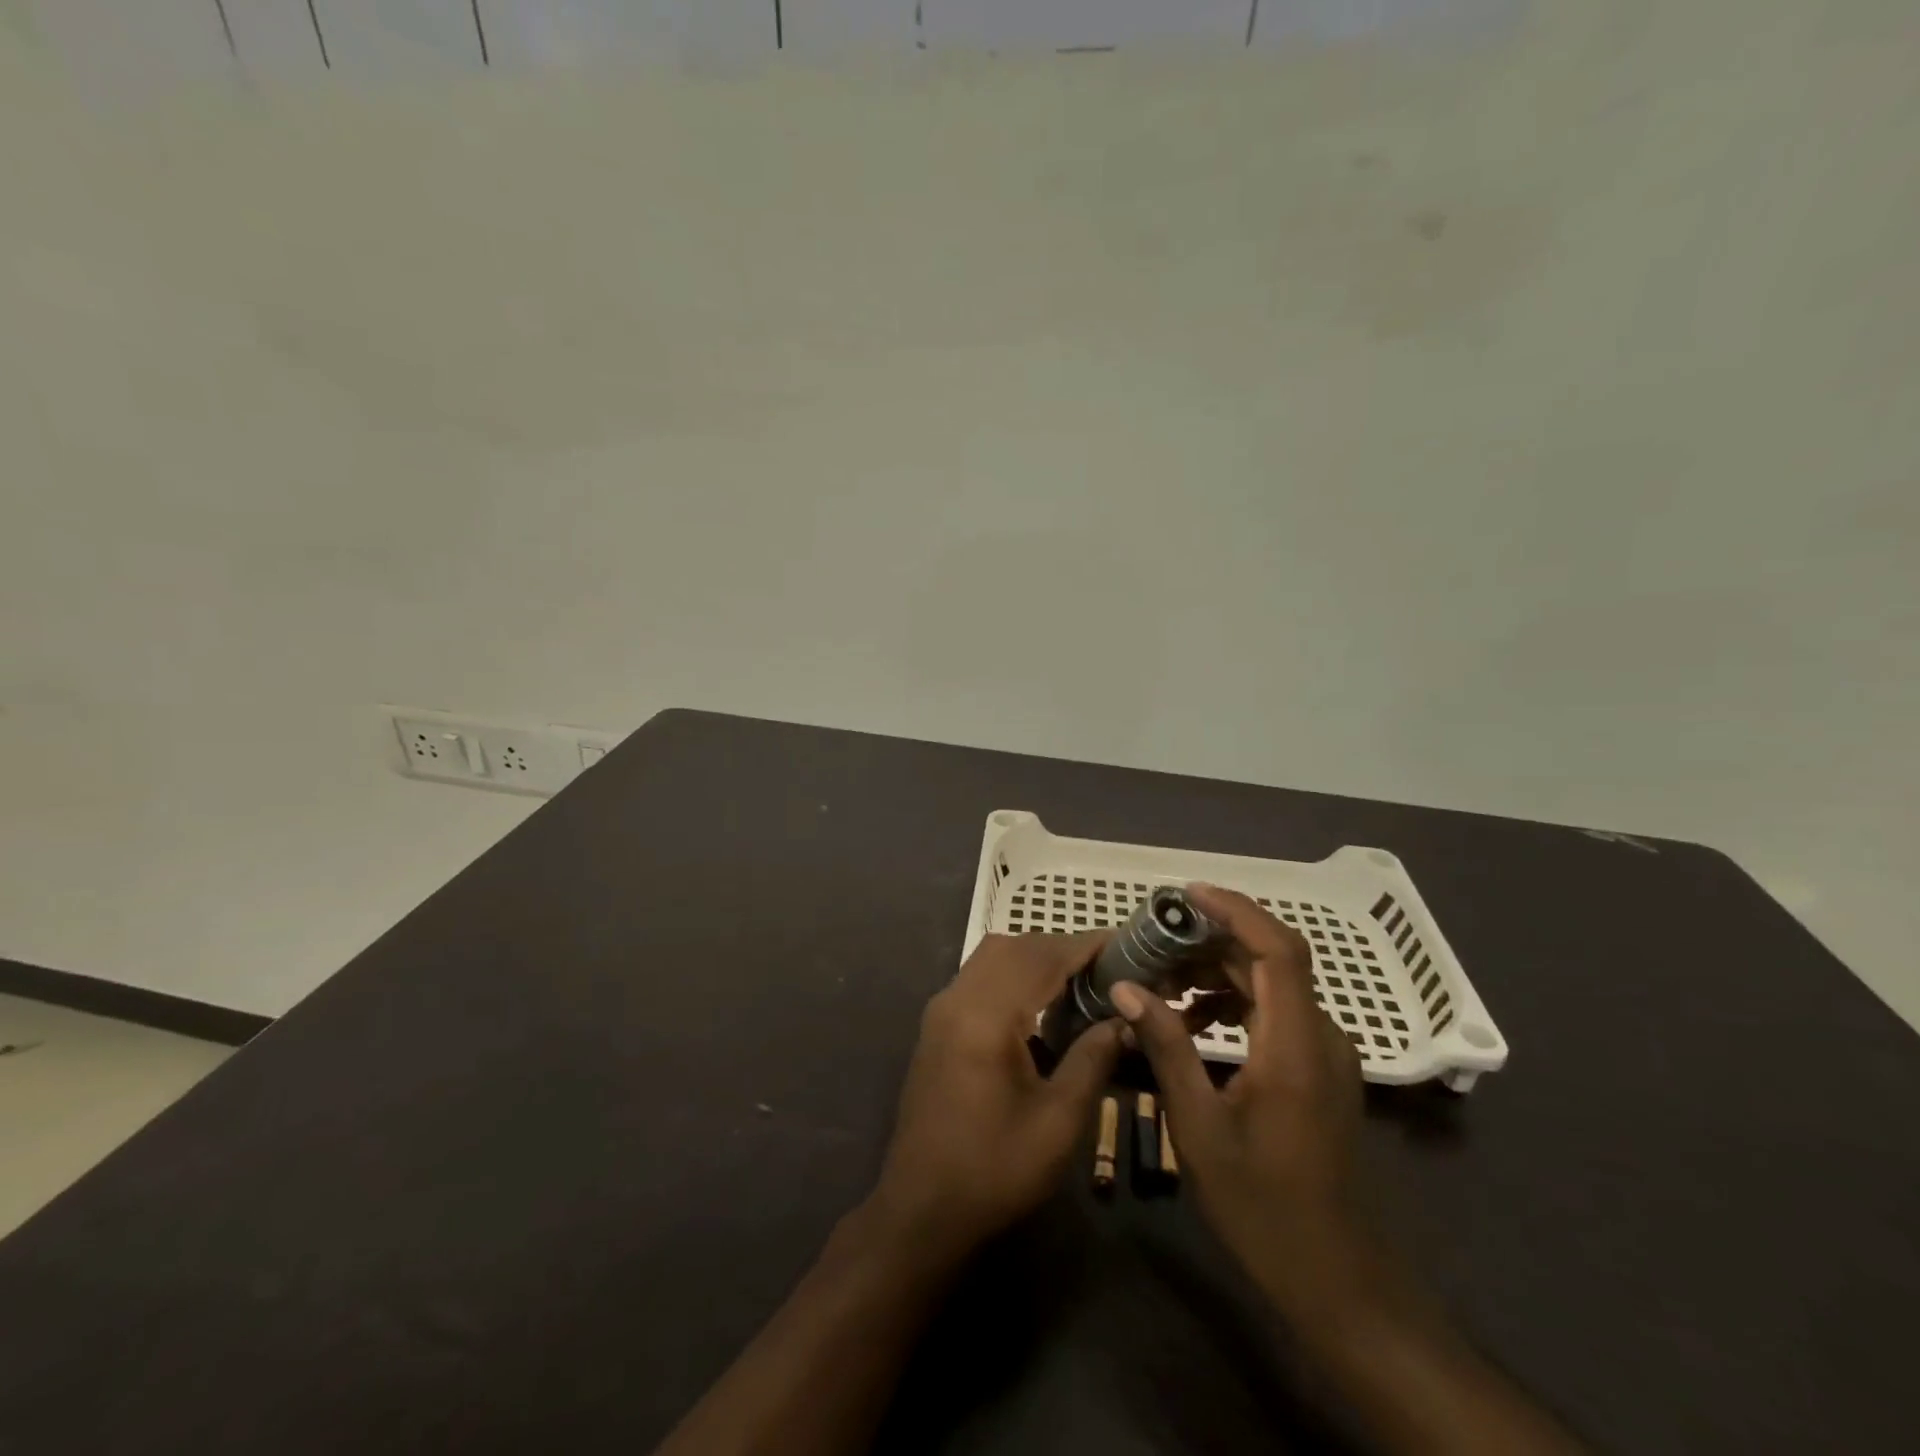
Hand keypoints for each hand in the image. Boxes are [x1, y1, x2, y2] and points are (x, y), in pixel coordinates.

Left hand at [866, 932, 1122, 1261]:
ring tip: (1080, 980)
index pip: (1040, 958)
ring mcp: (941, 1010)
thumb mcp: (1058, 1122)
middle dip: (1061, 948)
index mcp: (985, 1017)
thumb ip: (1092, 1060)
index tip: (1125, 944)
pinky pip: (979, 977)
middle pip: (1013, 947)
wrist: (921, 1210)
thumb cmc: (994, 1169)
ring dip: (1035, 958)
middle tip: (1107, 966)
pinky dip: (1013, 974)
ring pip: (992, 957)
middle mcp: (957, 999)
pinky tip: (1040, 1003)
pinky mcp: (937, 1025)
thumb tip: (1124, 1019)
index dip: (1084, 946)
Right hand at [1109, 885, 1370, 1312]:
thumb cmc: (1262, 1205)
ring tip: (1162, 980)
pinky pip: (1274, 1012)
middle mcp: (1319, 1037)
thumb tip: (1126, 988)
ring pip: (1271, 984)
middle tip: (1153, 942)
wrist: (1335, 1277)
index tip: (1186, 896)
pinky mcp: (1317, 1070)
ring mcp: (1323, 1054)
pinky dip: (1232, 1001)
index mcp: (1296, 1046)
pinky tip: (1192, 1021)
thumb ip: (1165, 1048)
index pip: (1278, 950)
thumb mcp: (1199, 1126)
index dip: (1235, 910)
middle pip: (1271, 960)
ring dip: (1218, 971)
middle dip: (1211, 941)